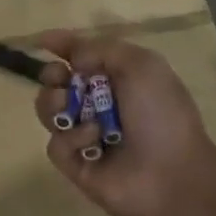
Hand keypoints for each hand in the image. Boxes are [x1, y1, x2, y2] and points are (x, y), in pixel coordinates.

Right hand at [32, 32, 215, 215]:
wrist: (174, 175)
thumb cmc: (161, 113)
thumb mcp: (140, 65)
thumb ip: (101, 49)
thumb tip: (71, 56)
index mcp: (118, 77)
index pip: (81, 55)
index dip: (61, 45)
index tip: (41, 40)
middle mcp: (98, 103)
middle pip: (56, 81)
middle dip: (52, 74)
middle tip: (60, 78)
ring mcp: (85, 134)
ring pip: (49, 110)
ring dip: (56, 103)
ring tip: (73, 110)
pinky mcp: (76, 164)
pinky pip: (57, 143)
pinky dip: (73, 137)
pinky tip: (94, 141)